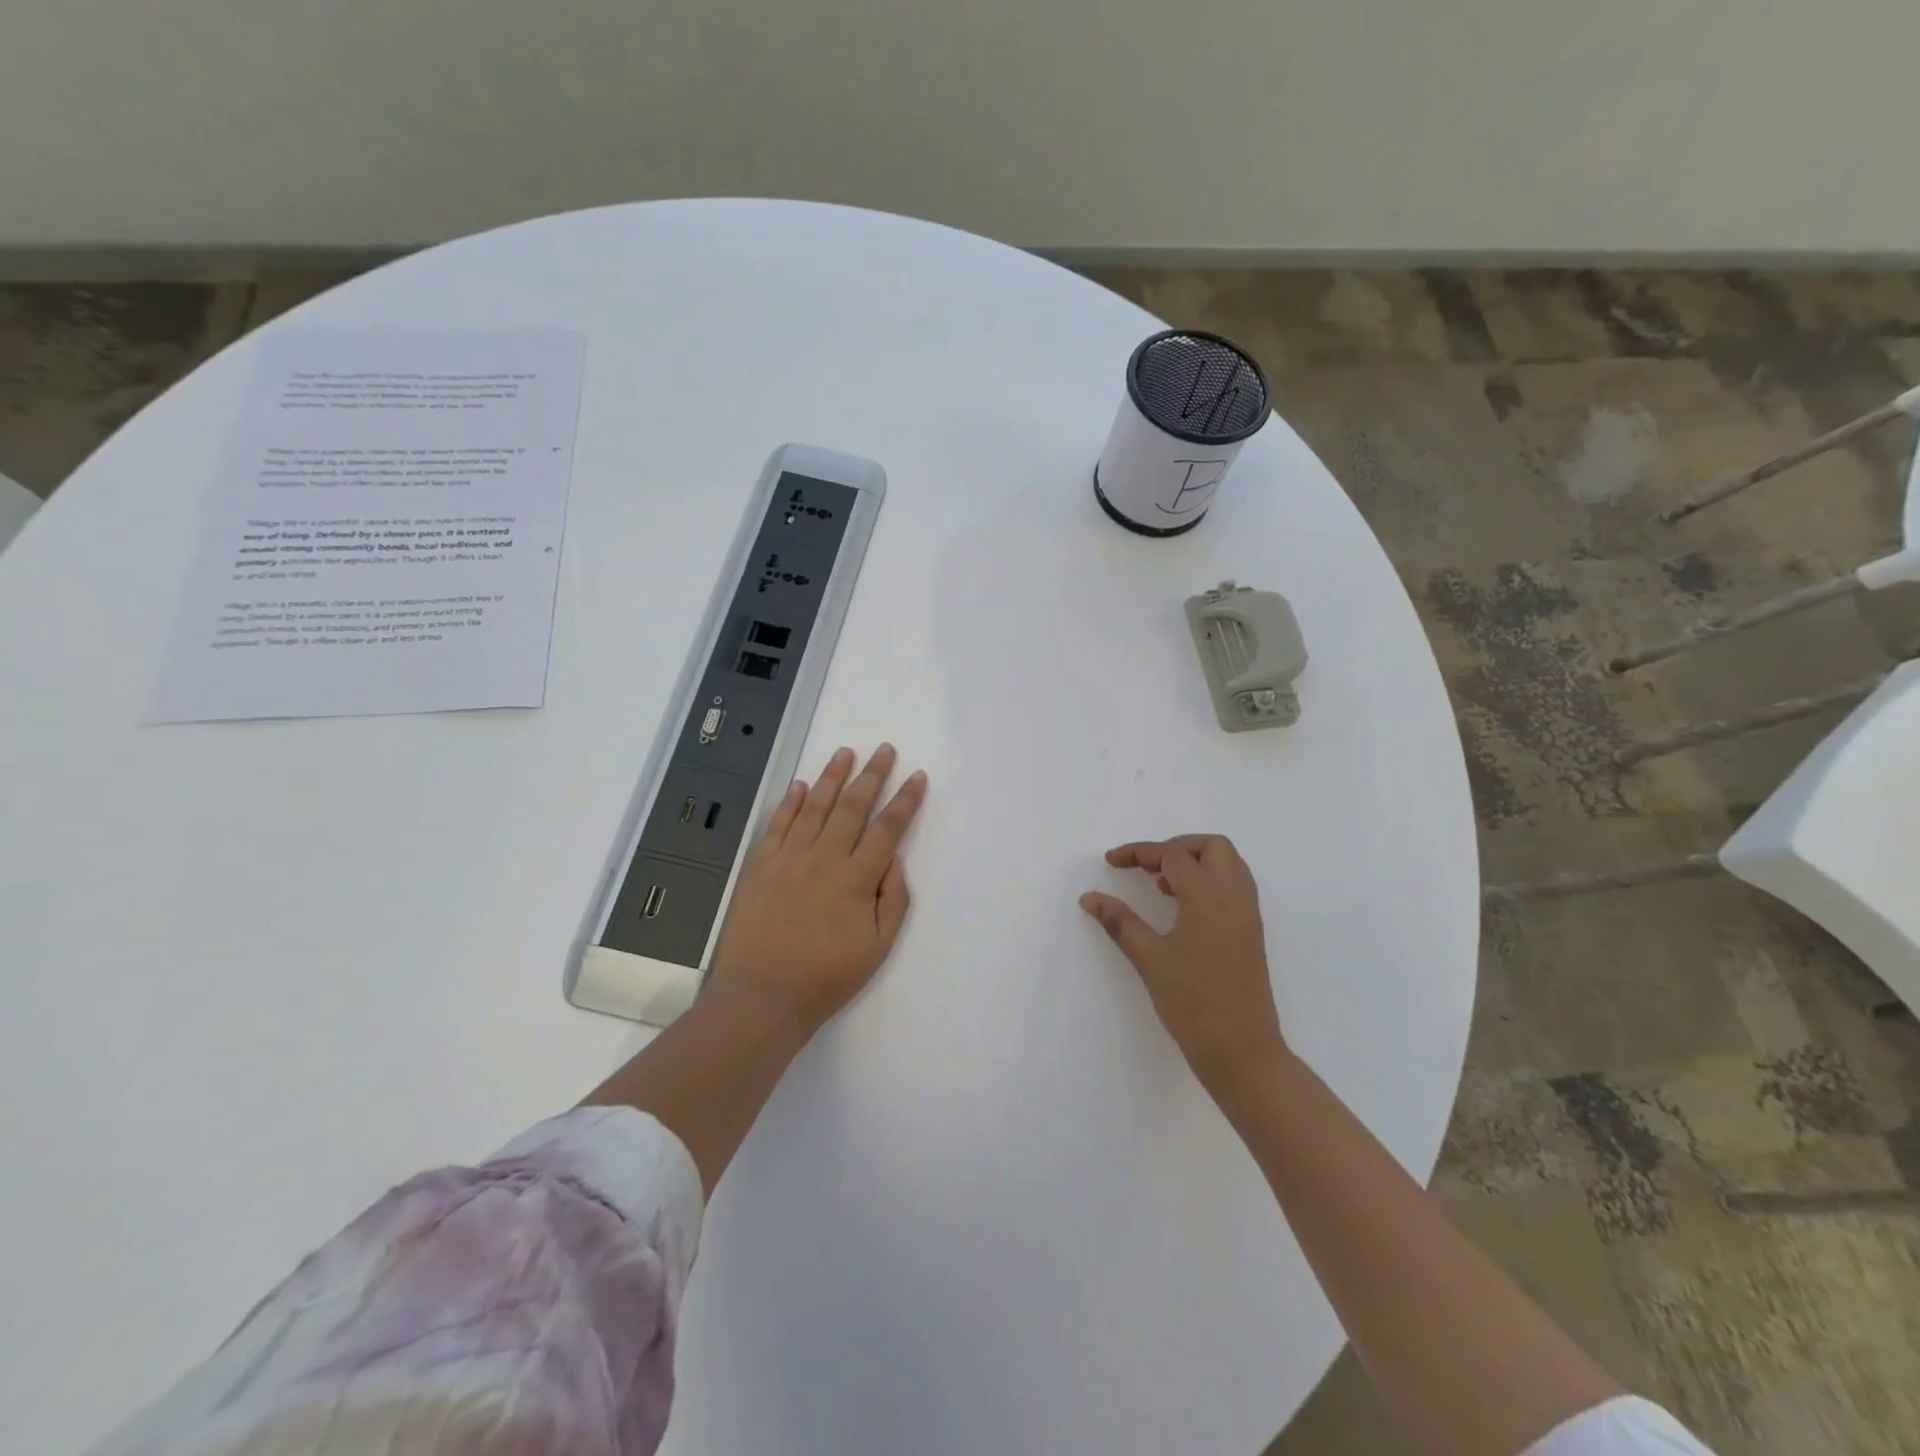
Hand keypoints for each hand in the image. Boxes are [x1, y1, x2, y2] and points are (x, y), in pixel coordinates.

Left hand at [711, 744, 927, 1032]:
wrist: (763, 995)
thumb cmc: (826, 977)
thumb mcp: (878, 948)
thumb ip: (893, 900)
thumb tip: (894, 859)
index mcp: (856, 879)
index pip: (887, 828)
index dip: (905, 801)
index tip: (916, 777)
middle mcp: (824, 858)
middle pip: (853, 806)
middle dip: (873, 775)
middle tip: (885, 750)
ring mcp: (789, 858)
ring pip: (815, 807)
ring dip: (833, 777)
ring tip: (845, 752)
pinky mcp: (761, 866)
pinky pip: (778, 825)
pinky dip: (791, 802)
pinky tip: (801, 785)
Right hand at [1080, 835, 1286, 1093]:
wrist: (1242, 1052)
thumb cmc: (1193, 1004)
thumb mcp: (1150, 960)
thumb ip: (1120, 922)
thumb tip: (1090, 898)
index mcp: (1209, 898)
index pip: (1173, 856)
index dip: (1139, 853)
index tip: (1112, 862)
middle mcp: (1235, 897)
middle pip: (1211, 847)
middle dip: (1175, 847)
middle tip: (1145, 867)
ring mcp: (1248, 915)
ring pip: (1227, 864)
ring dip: (1194, 862)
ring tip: (1161, 885)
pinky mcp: (1251, 933)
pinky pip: (1233, 886)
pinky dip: (1208, 880)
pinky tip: (1182, 907)